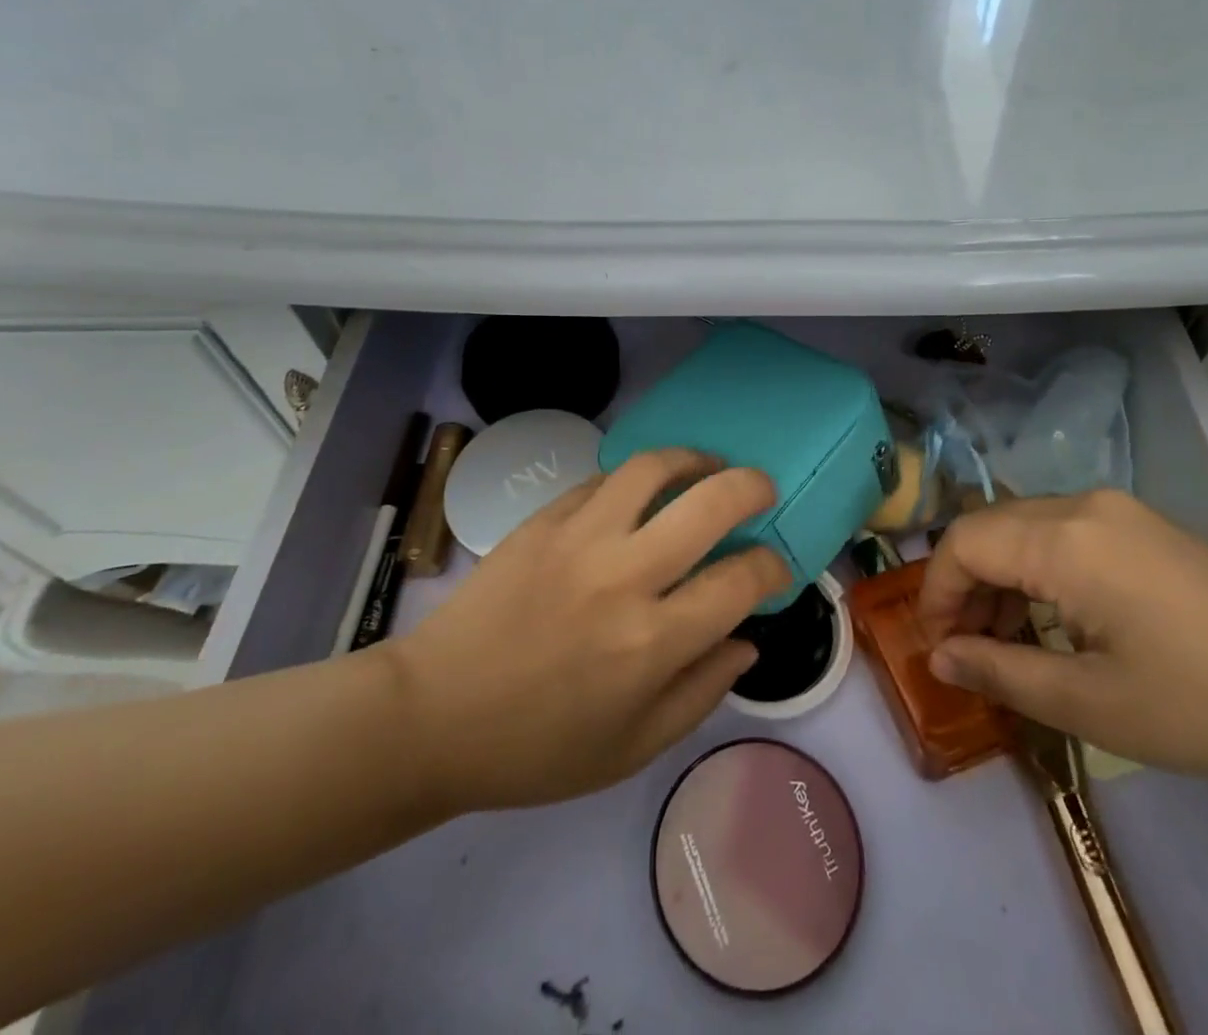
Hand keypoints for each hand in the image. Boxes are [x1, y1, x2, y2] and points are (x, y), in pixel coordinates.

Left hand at [384, 450, 790, 817]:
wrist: (433, 715)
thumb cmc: (537, 748)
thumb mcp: (633, 748)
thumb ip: (702, 692)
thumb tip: (747, 640)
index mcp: (652, 642)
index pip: (739, 581)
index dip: (771, 568)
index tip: (774, 569)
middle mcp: (623, 576)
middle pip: (710, 503)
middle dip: (751, 487)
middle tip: (761, 490)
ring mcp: (579, 538)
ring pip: (653, 468)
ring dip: (693, 459)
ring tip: (707, 467)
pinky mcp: (543, 521)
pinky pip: (602, 480)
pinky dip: (635, 479)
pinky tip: (641, 492)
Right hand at [917, 490, 1207, 793]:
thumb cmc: (1203, 706)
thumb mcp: (1090, 702)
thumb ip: (999, 672)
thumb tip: (939, 657)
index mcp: (1064, 540)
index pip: (963, 544)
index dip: (935, 592)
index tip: (935, 646)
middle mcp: (1083, 506)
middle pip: (989, 528)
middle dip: (964, 585)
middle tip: (966, 648)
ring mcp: (1118, 510)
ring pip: (1024, 527)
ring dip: (1000, 576)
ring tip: (1008, 641)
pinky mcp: (1143, 525)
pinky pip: (1063, 532)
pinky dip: (1038, 569)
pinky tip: (1057, 619)